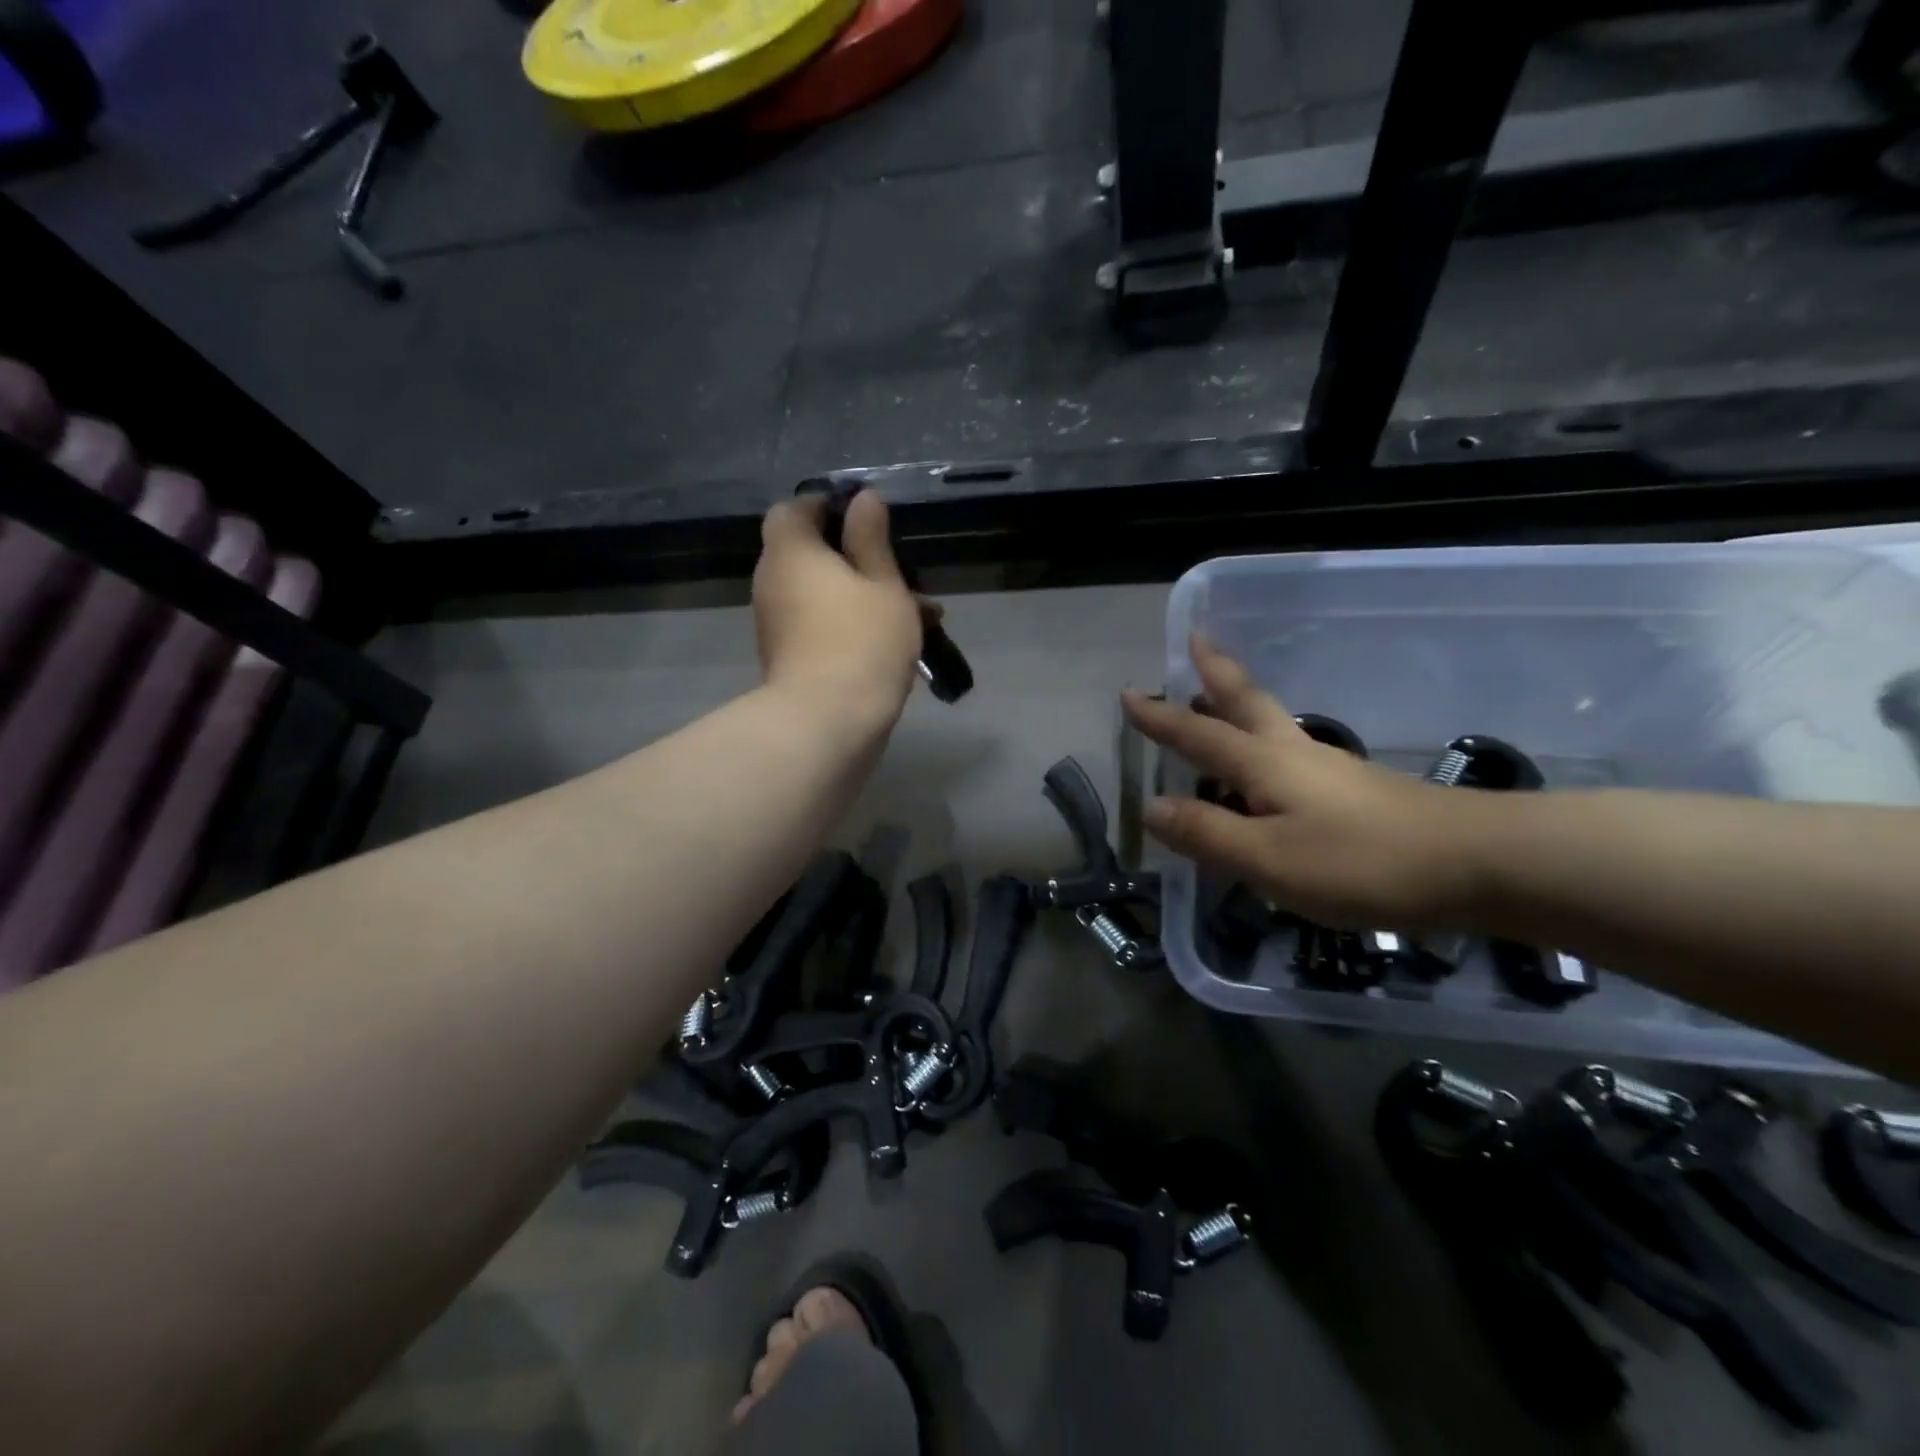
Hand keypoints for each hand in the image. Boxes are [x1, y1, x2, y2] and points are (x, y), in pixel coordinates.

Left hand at [753, 490, 924, 732]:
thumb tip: (862, 499)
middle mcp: (773, 583)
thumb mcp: (882, 583)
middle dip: (856, 558)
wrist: (827, 723)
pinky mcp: (788, 658)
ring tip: (919, 611)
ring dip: (862, 595)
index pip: (792, 510)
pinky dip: (850, 624)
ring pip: (821, 594)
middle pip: (809, 554)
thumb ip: (871, 539)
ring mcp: (777, 625)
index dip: (826, 507)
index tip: (865, 518)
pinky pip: (820, 625)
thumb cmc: (861, 641)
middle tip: (902, 571)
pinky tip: (897, 641)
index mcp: (791, 553)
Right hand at [1122, 637, 1491, 930]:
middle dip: (1214, 673)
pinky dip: (1262, 740)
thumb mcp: (1268, 858)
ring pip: (1269, 723)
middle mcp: (1291, 753)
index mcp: (1263, 764)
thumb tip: (1151, 807)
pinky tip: (1266, 764)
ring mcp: (1327, 768)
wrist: (1476, 863)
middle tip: (1195, 641)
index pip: (1197, 734)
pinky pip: (1289, 752)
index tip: (1129, 694)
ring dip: (1235, 702)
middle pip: (1245, 702)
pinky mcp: (1353, 790)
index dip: (1160, 718)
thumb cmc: (1359, 861)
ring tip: (1212, 697)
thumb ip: (1207, 834)